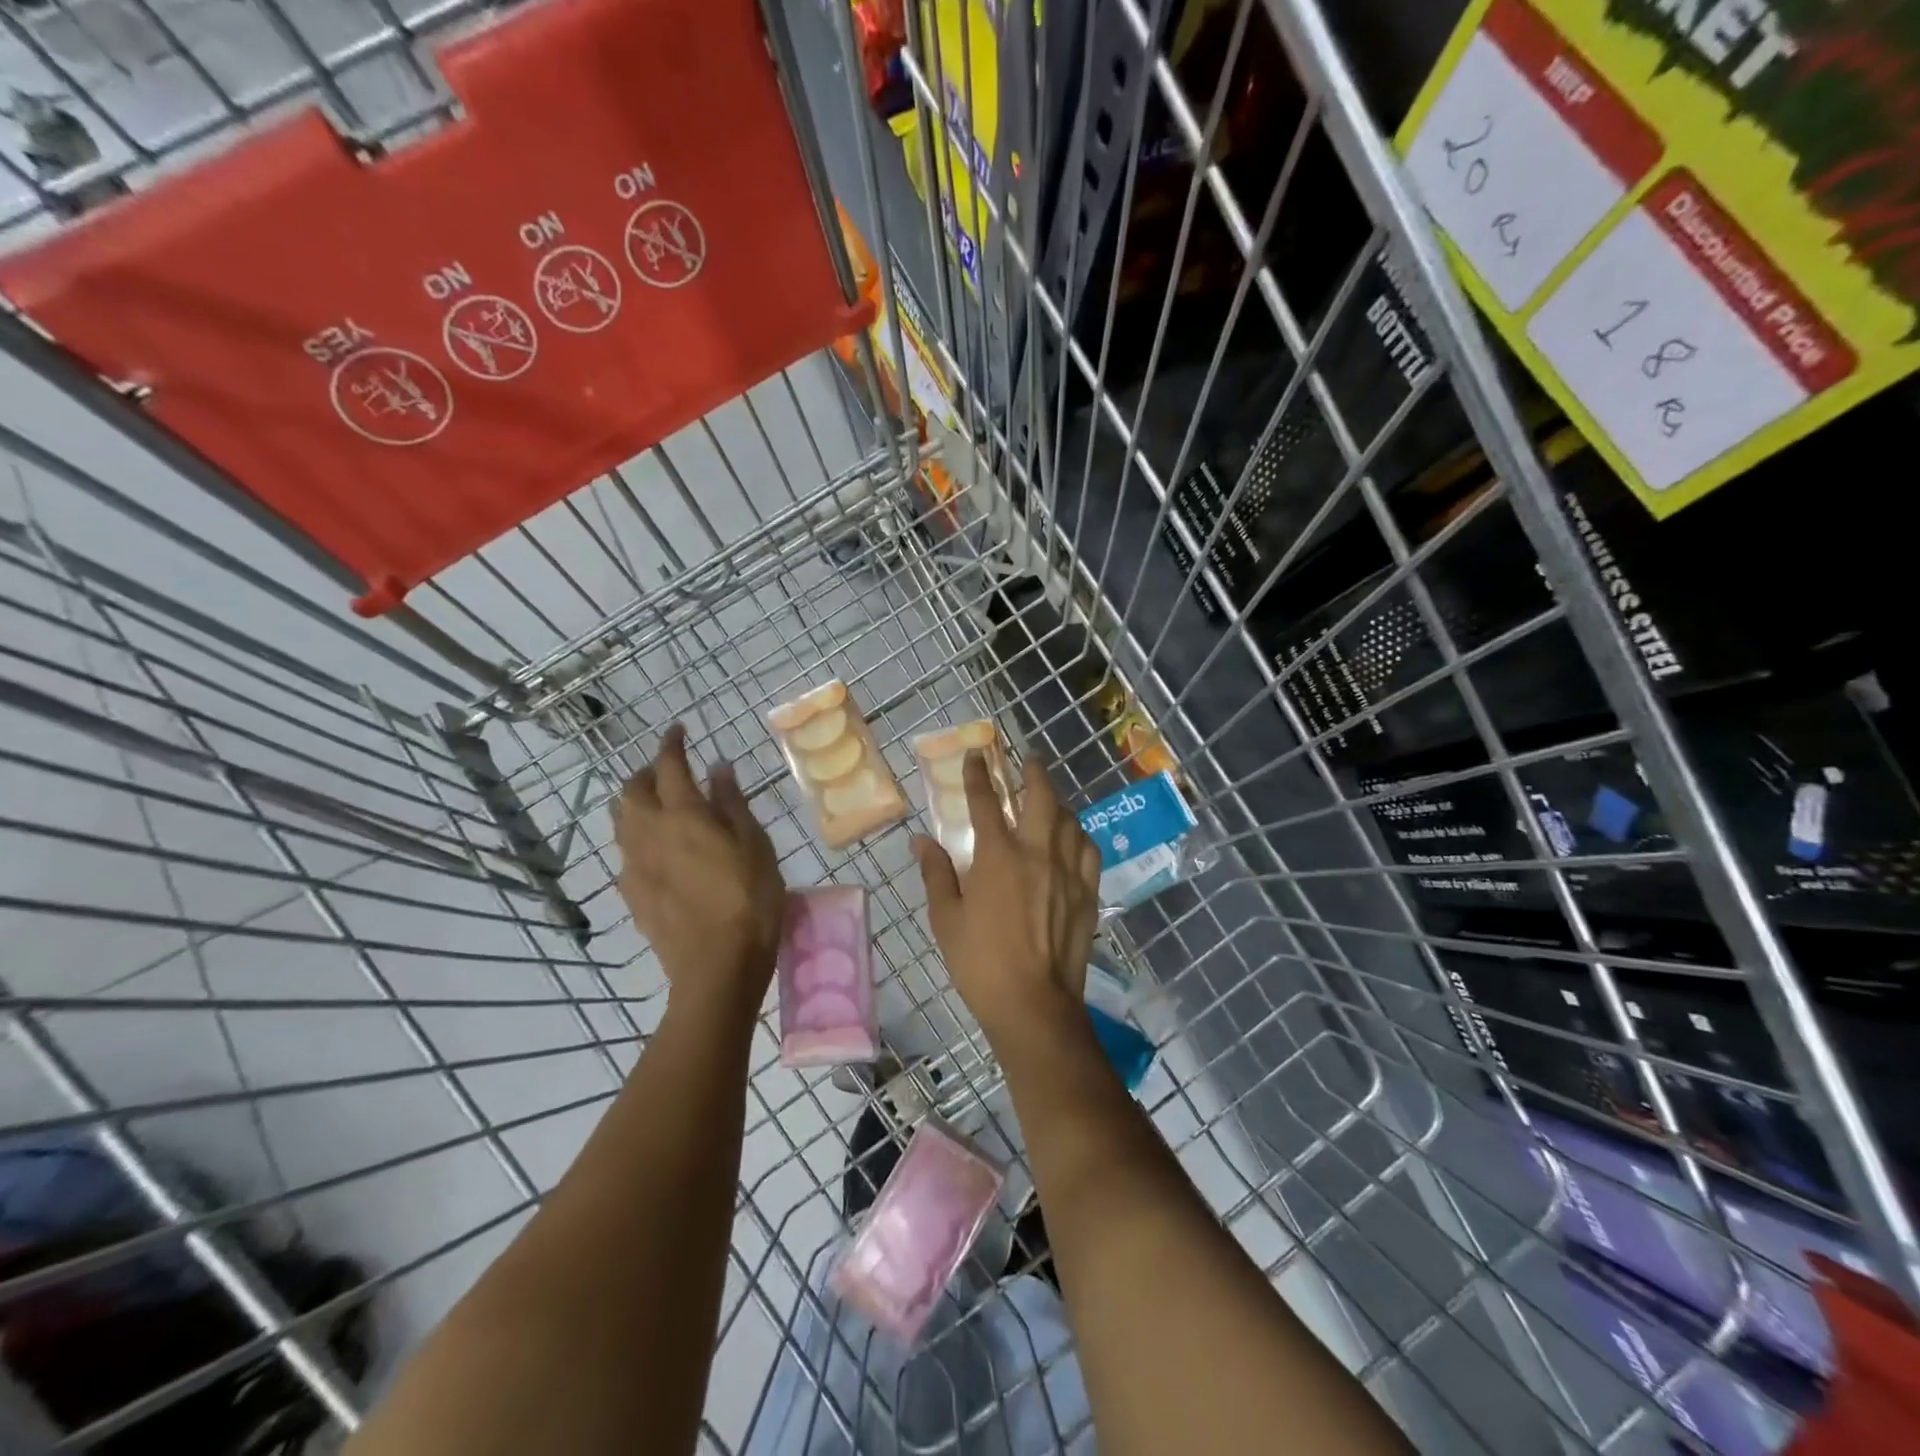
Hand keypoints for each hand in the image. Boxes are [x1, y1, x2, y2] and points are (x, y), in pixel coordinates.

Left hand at [614, 725, 783, 1019]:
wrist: (715, 968)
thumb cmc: (749, 900)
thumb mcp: (755, 846)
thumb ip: (732, 804)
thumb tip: (718, 768)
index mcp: (683, 815)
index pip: (670, 766)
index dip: (672, 744)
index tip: (679, 730)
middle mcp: (649, 833)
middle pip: (632, 790)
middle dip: (648, 772)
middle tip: (671, 770)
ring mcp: (635, 865)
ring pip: (622, 820)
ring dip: (636, 802)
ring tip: (659, 805)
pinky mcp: (631, 894)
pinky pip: (625, 852)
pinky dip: (637, 836)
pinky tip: (656, 850)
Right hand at [915, 752, 1100, 1043]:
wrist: (1033, 1004)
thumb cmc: (980, 962)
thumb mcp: (946, 919)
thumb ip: (936, 873)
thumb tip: (922, 840)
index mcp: (997, 855)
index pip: (986, 801)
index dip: (978, 775)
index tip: (976, 756)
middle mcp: (1037, 852)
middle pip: (1041, 796)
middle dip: (1033, 772)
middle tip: (1029, 760)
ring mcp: (1068, 871)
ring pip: (1069, 819)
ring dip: (1057, 801)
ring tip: (1049, 797)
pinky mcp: (1087, 892)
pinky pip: (1088, 849)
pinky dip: (1079, 834)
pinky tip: (1073, 837)